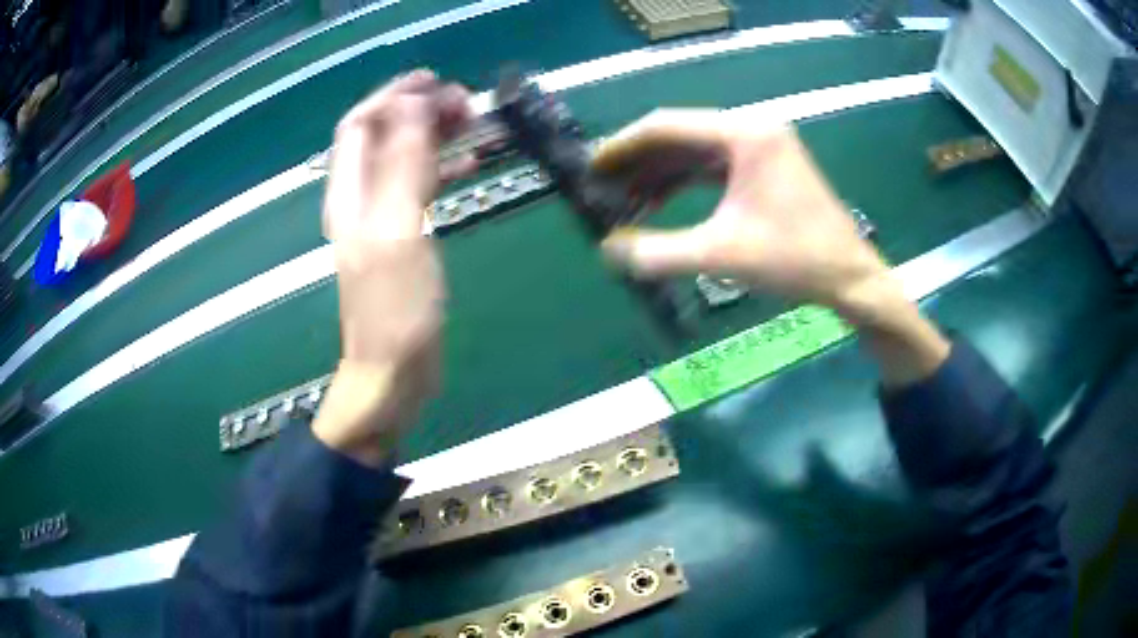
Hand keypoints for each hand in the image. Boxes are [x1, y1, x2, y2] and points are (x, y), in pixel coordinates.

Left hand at [314, 70, 474, 465]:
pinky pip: (421, 187)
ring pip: (404, 158)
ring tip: (474, 122)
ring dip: (434, 135)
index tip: (437, 83)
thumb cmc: (395, 310)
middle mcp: (360, 199)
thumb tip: (413, 105)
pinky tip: (472, 164)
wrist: (393, 375)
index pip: (360, 124)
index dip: (394, 97)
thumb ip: (403, 165)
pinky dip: (443, 168)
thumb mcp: (398, 231)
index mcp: (350, 194)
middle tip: (466, 102)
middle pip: (383, 136)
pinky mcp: (404, 237)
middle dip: (419, 111)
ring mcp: (383, 219)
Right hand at [593, 109, 948, 385]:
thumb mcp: (721, 256)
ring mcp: (761, 147)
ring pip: (695, 152)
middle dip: (638, 163)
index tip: (591, 167)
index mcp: (744, 135)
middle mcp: (752, 130)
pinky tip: (657, 204)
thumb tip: (609, 252)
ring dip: (658, 175)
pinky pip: (713, 167)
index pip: (667, 126)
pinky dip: (684, 184)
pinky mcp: (765, 167)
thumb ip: (659, 253)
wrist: (850, 278)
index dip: (624, 146)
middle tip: (601, 187)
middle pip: (679, 136)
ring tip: (623, 201)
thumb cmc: (795, 261)